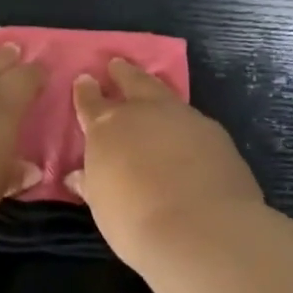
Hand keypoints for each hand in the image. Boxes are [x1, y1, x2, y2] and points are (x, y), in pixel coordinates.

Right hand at [69, 59, 262, 269]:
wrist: (202, 229)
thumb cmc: (135, 221)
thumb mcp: (103, 205)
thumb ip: (92, 183)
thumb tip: (77, 175)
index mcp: (108, 127)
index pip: (91, 101)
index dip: (86, 91)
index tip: (84, 79)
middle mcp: (145, 112)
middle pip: (132, 82)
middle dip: (123, 73)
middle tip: (117, 64)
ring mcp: (184, 118)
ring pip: (166, 95)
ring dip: (156, 91)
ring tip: (152, 91)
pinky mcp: (215, 133)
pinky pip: (193, 120)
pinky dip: (183, 122)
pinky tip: (186, 133)